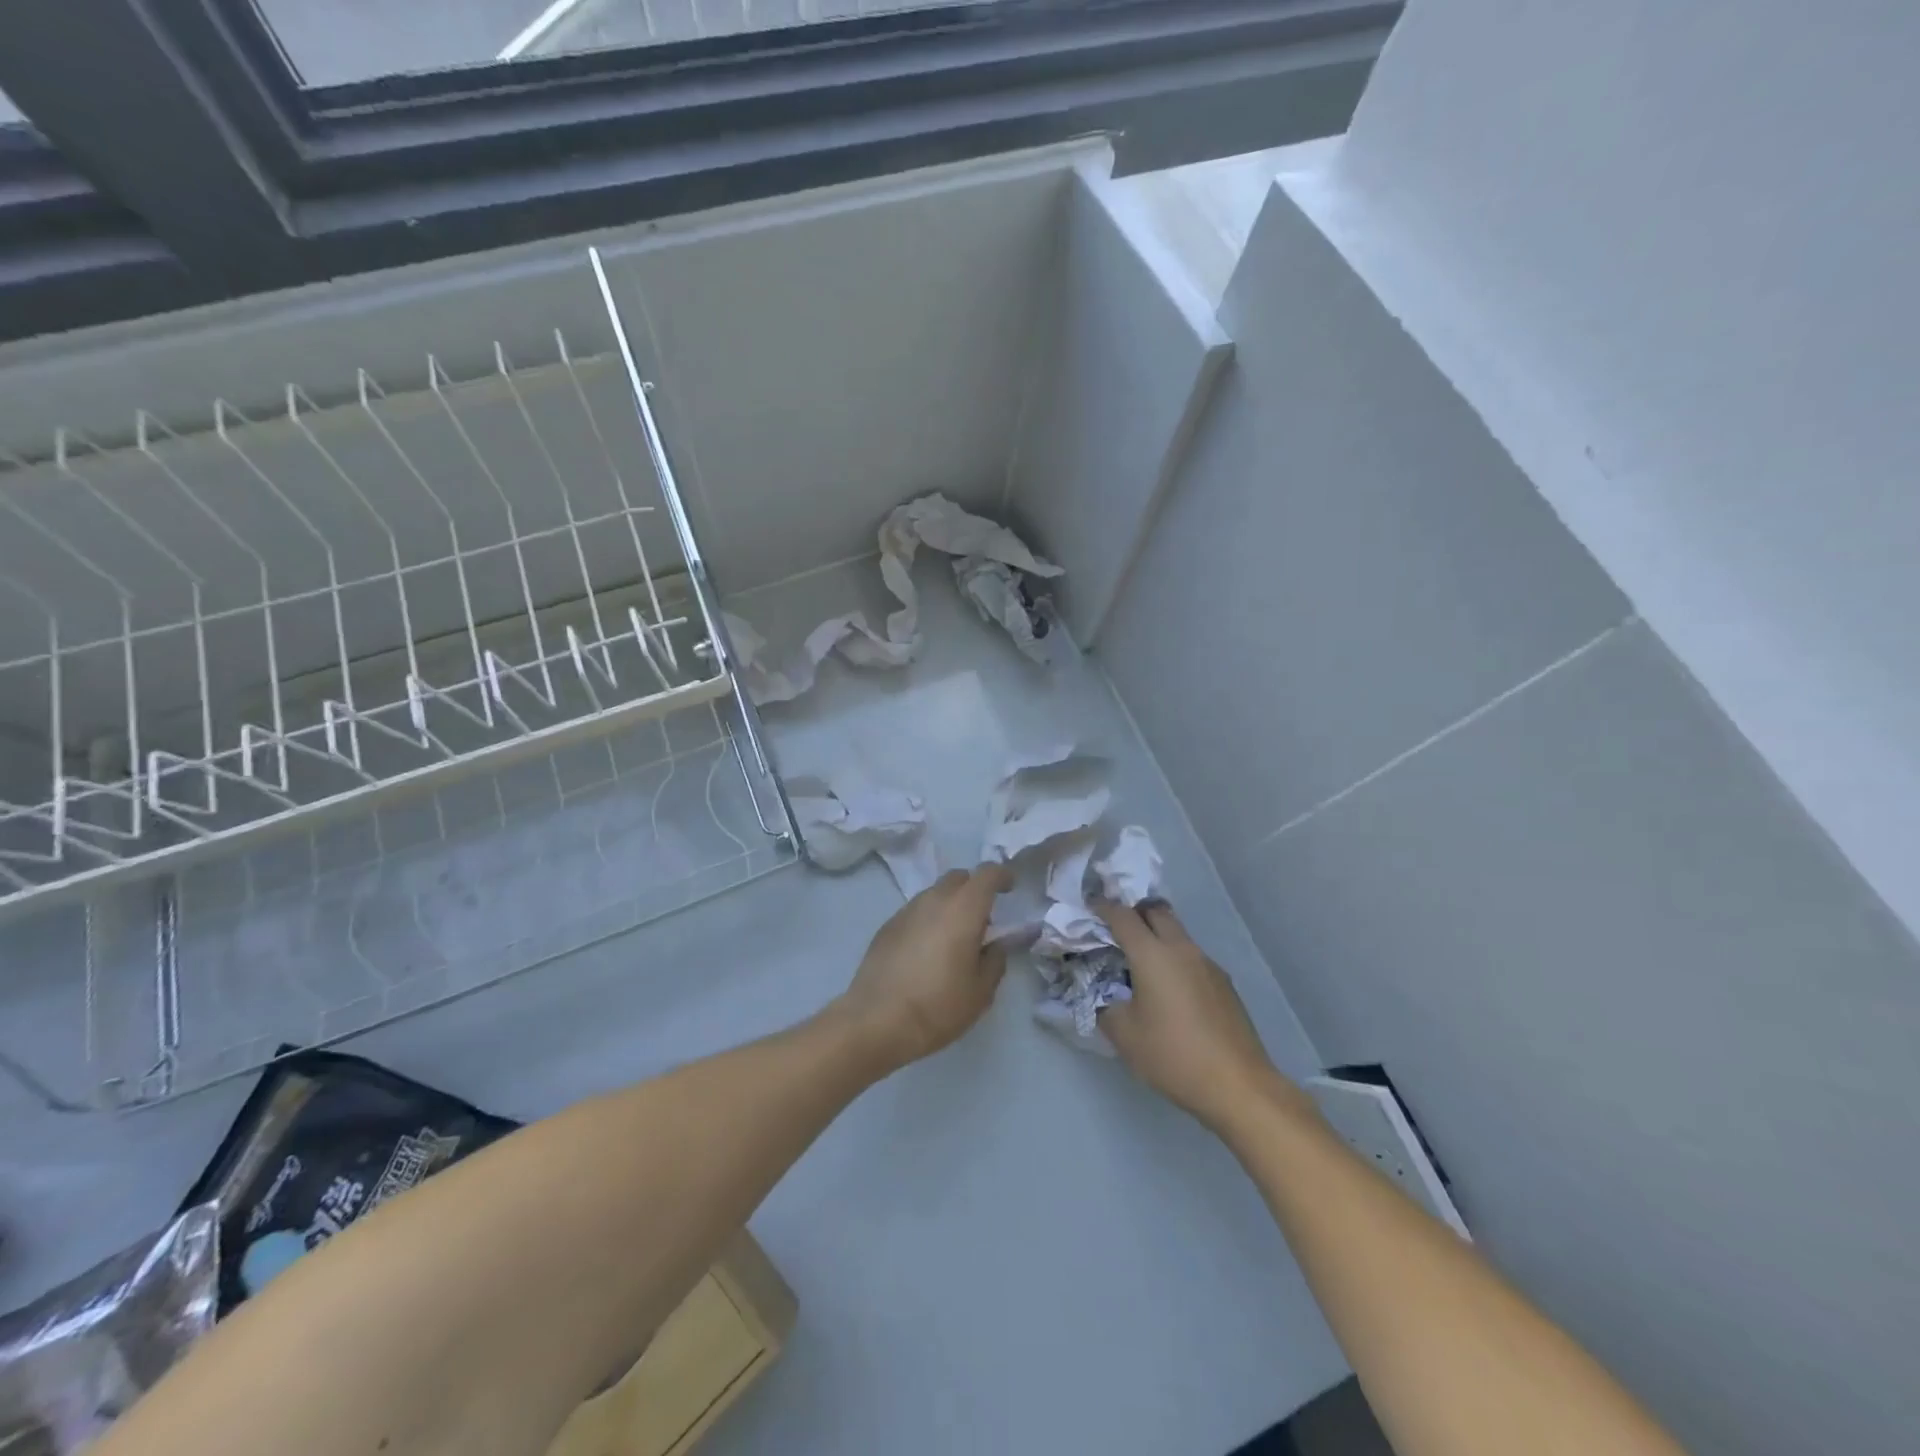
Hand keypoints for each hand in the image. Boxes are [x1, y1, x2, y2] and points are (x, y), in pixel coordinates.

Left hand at [838, 865, 1013, 1073]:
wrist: (877, 1021)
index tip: (1009, 888)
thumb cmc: (938, 1006)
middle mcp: (934, 900)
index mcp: (963, 909)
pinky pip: (915, 912)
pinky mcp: (886, 926)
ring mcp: (906, 911)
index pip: (987, 873)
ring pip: (934, 894)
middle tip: (982, 919)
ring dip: (949, 905)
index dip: (1002, 876)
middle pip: (959, 878)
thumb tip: (996, 945)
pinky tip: (926, 952)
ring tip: (953, 939)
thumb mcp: (981, 991)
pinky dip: (928, 920)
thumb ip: (995, 961)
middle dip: (974, 889)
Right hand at [1096, 899, 1282, 1131]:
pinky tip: (1169, 990)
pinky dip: (1174, 959)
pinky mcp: (1223, 983)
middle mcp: (1182, 949)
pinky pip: (1191, 957)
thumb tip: (1102, 993)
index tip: (1090, 907)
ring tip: (1140, 961)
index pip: (1123, 916)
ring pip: (1177, 933)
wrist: (1237, 1085)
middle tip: (1115, 928)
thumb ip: (1104, 1005)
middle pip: (1156, 912)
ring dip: (1156, 936)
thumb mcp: (1124, 1035)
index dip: (1103, 907)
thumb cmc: (1173, 1055)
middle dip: (1133, 912)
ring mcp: (1207, 964)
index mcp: (1152, 954)